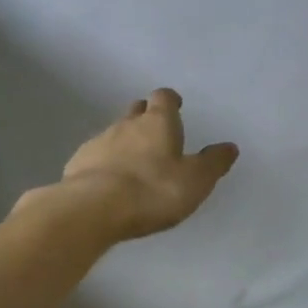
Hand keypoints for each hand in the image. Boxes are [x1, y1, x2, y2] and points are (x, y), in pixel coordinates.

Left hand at [53, 88, 238, 240]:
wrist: (93, 209)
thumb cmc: (153, 190)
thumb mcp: (196, 180)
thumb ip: (213, 162)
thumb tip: (230, 147)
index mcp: (158, 122)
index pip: (163, 98)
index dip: (170, 100)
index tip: (176, 106)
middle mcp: (126, 125)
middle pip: (136, 111)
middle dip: (146, 117)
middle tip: (156, 132)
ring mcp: (98, 143)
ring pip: (114, 134)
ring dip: (125, 143)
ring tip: (134, 164)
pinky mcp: (77, 164)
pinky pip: (95, 157)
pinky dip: (105, 164)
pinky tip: (109, 183)